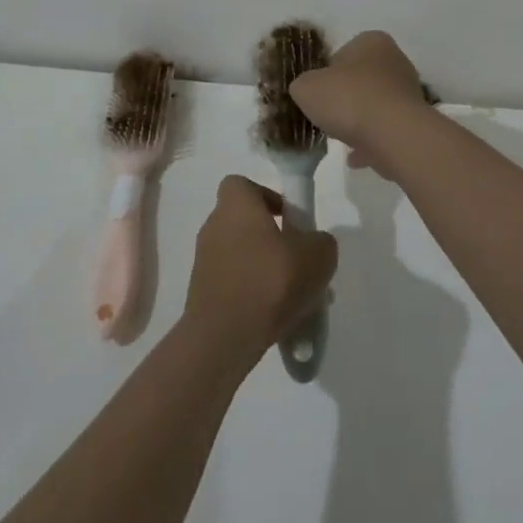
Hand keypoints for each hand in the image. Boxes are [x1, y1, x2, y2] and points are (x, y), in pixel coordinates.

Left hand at [184, 176, 337, 363]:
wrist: (224, 337)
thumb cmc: (270, 281)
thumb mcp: (317, 256)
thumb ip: (321, 242)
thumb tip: (314, 244)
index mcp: (235, 206)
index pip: (242, 185)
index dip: (267, 197)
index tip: (288, 219)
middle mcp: (214, 226)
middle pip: (246, 223)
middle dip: (271, 239)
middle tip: (297, 262)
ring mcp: (204, 262)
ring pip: (242, 257)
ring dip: (264, 270)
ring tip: (293, 297)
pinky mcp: (201, 294)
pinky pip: (234, 284)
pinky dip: (252, 294)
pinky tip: (275, 317)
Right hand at [288, 30, 431, 178]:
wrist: (394, 134)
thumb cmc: (348, 99)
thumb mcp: (306, 88)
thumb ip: (303, 85)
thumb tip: (307, 91)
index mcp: (372, 42)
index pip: (344, 53)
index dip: (326, 73)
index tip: (317, 93)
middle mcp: (395, 61)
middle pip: (362, 79)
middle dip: (345, 97)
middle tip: (327, 114)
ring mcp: (408, 93)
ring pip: (375, 105)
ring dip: (359, 120)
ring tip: (340, 137)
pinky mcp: (414, 122)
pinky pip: (386, 130)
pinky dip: (371, 142)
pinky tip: (355, 157)